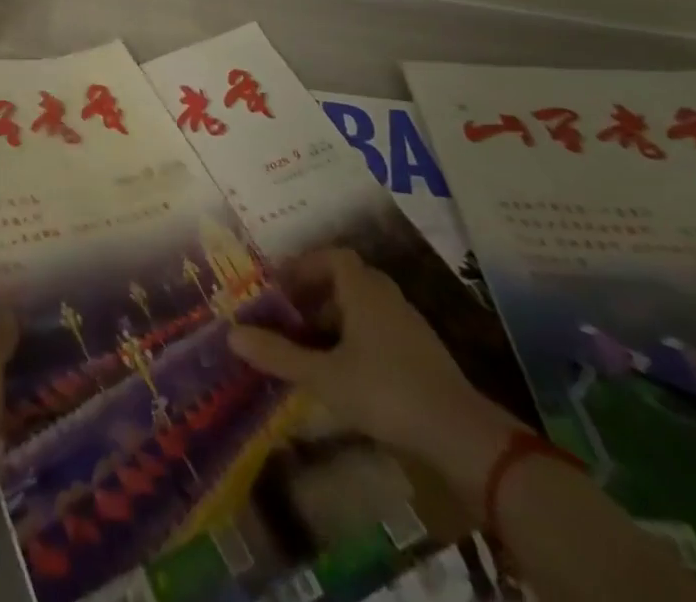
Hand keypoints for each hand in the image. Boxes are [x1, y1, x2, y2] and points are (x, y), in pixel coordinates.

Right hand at [229, 247, 501, 459]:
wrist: (464, 438)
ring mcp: (411, 327)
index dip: (305, 265)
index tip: (281, 285)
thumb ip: (278, 355)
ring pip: (366, 306)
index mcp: (363, 291)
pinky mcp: (425, 356)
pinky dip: (359, 338)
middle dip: (318, 292)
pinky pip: (382, 330)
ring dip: (338, 317)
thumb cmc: (386, 392)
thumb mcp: (324, 376)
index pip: (332, 256)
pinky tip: (347, 370)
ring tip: (313, 345)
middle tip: (293, 314)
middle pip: (349, 279)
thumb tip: (231, 334)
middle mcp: (387, 298)